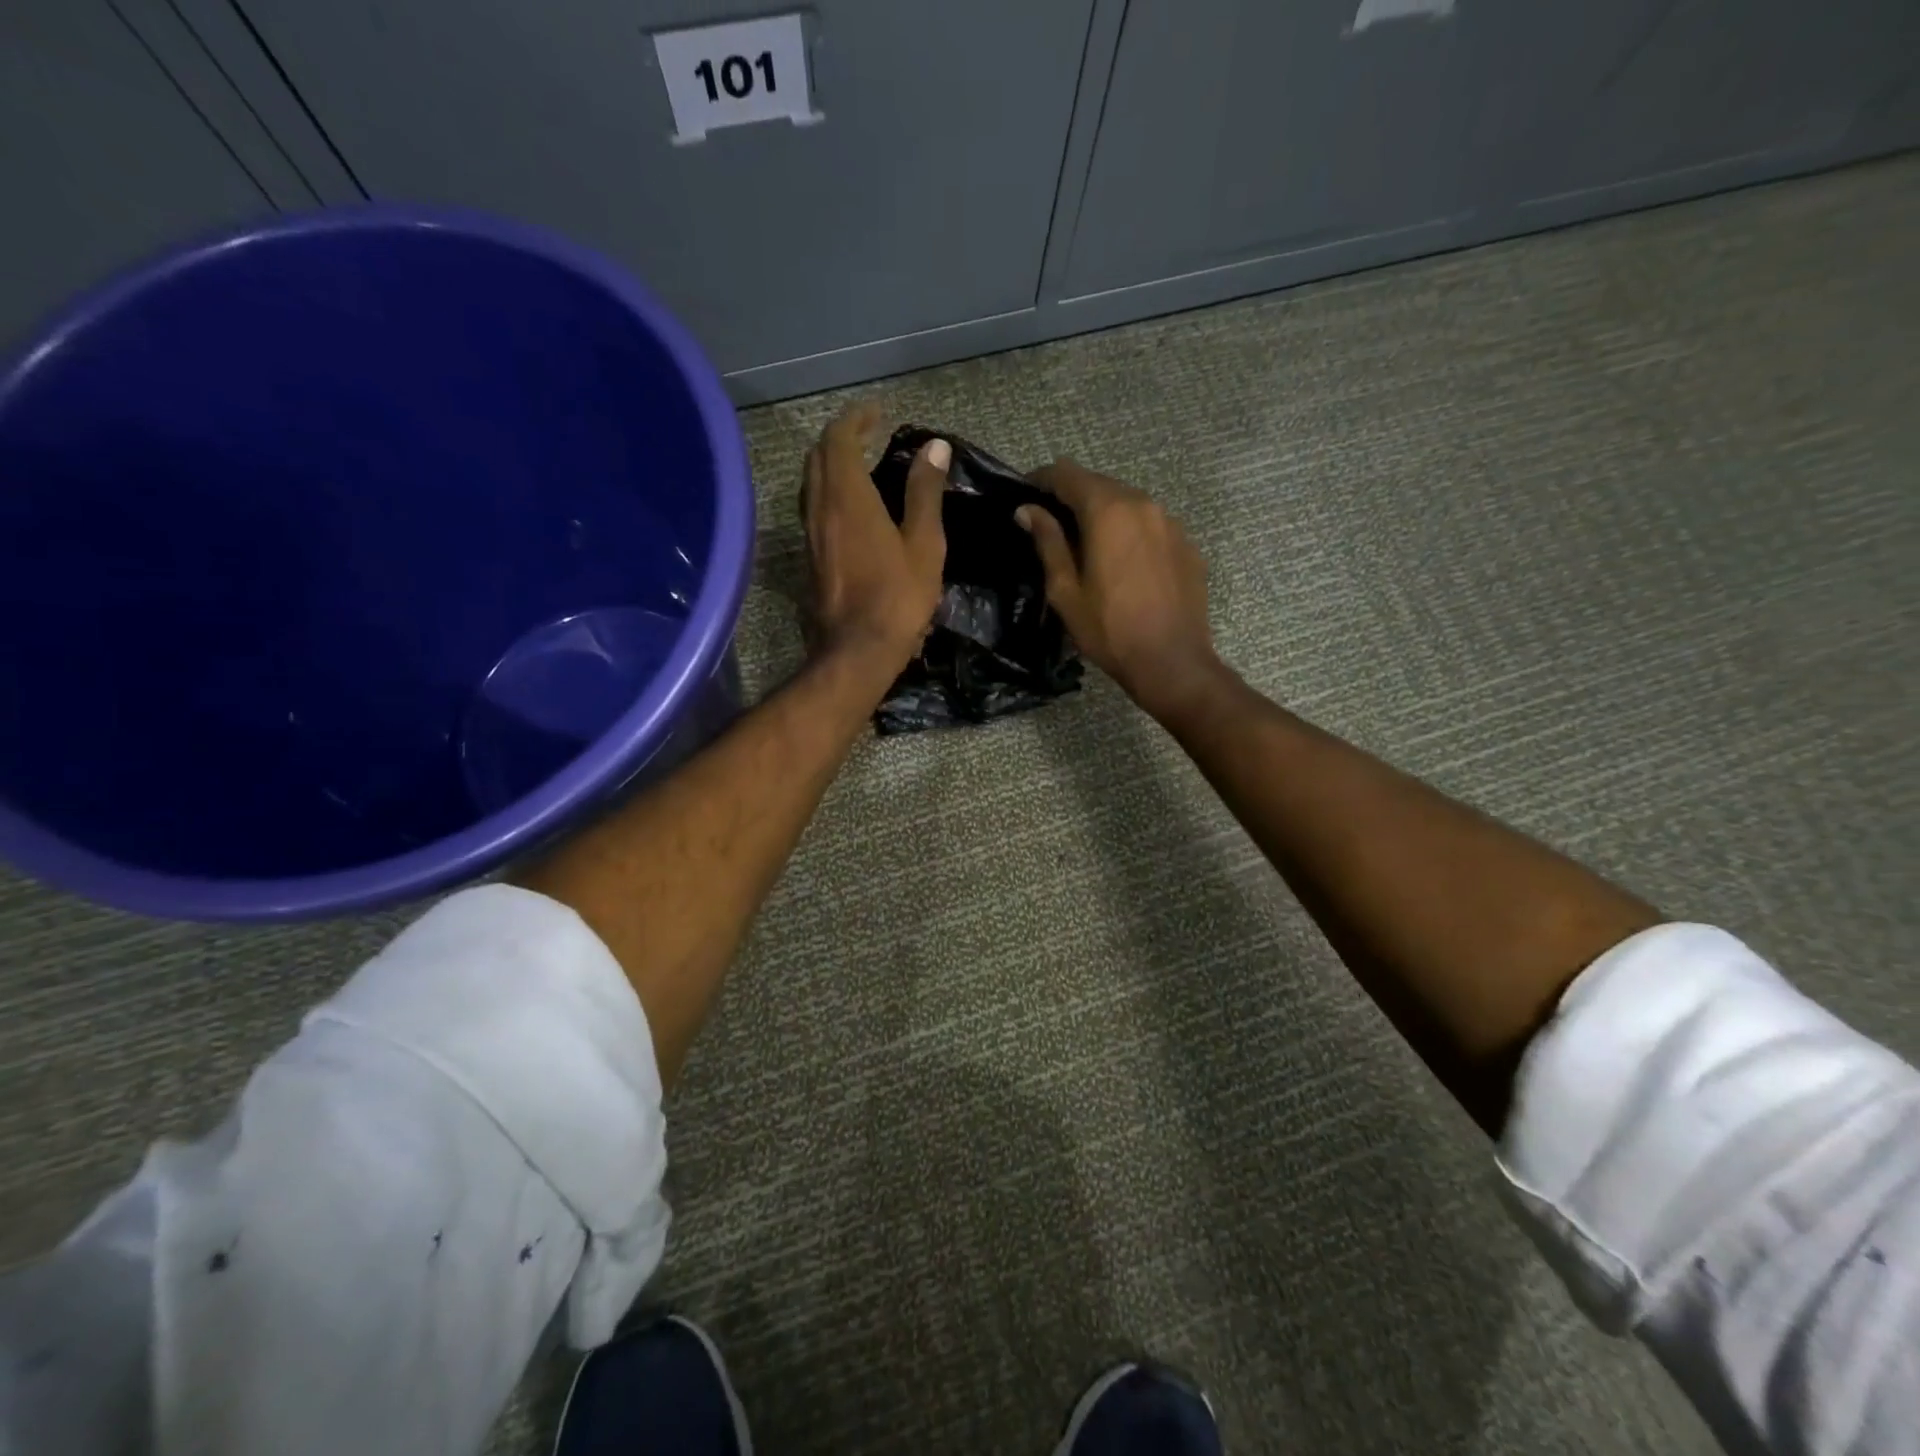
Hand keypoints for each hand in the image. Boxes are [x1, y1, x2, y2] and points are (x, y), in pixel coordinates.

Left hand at [801, 402, 947, 668]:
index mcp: (847, 497)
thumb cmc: (898, 598)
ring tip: (859, 465)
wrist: (856, 651)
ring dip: (830, 464)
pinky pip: (812, 508)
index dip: (855, 419)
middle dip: (840, 437)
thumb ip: (925, 492)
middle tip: (868, 435)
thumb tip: (934, 447)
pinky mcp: (809, 557)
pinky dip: (828, 492)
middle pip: (817, 456)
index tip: (877, 413)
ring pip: (810, 483)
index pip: (838, 439)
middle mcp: (819, 508)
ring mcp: (809, 534)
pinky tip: (849, 507)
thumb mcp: (924, 544)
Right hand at [1018, 460, 1218, 717]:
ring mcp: (1171, 523)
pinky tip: (1123, 564)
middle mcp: (1143, 504)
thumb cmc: (1108, 630)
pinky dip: (1130, 533)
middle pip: (1100, 485)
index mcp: (1108, 511)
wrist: (1172, 662)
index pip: (1067, 474)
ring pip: (1128, 503)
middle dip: (1072, 497)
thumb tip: (1028, 510)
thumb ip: (1048, 541)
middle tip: (1051, 524)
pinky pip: (1151, 526)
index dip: (1041, 480)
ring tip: (1087, 544)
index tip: (1025, 495)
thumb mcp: (1065, 590)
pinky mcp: (1187, 545)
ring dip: (1104, 514)